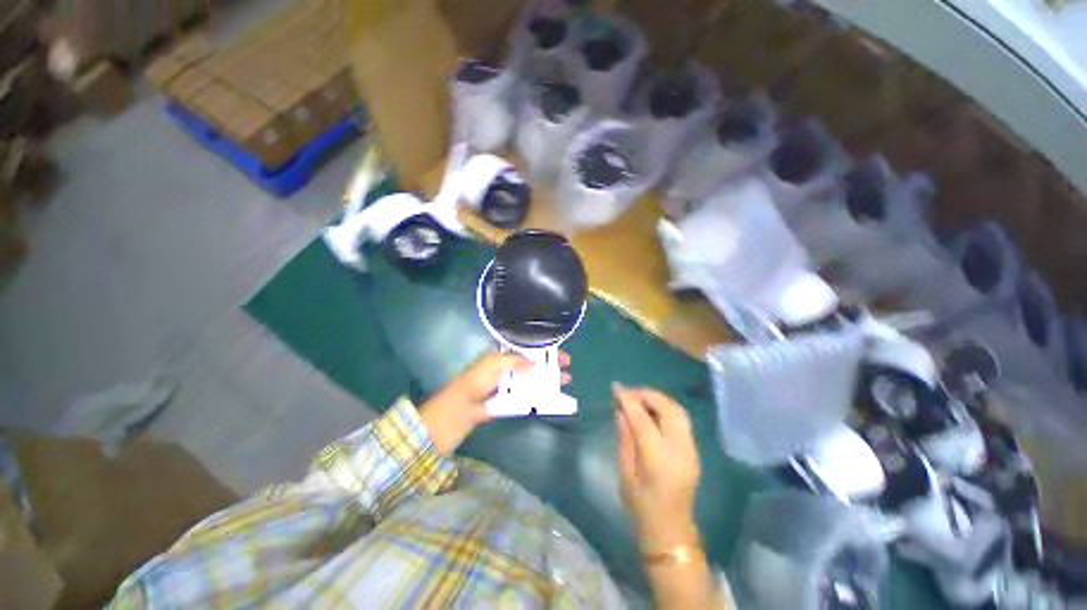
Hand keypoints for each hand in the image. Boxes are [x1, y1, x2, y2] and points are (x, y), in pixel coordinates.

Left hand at [419, 351, 571, 454]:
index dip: (544, 351)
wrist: (457, 411)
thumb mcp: (494, 365)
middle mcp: (507, 369)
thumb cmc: (475, 382)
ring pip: (532, 381)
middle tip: (567, 368)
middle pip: (533, 365)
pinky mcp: (508, 402)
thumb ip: (516, 362)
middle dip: (550, 366)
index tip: (561, 354)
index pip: (528, 350)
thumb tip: (537, 365)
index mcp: (502, 357)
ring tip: (564, 382)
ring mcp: (508, 386)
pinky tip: (550, 397)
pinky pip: (526, 396)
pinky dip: (538, 395)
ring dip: (547, 381)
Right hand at [614, 386, 701, 550]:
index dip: (628, 399)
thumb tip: (620, 410)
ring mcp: (691, 448)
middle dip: (647, 394)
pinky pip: (681, 419)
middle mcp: (679, 448)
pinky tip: (652, 411)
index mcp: (658, 457)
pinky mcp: (694, 450)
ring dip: (658, 399)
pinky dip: (666, 408)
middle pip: (668, 408)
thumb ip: (624, 437)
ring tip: (639, 398)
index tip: (615, 388)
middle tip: (628, 392)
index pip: (642, 418)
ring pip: (678, 410)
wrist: (671, 533)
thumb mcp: (625, 472)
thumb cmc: (641, 507)